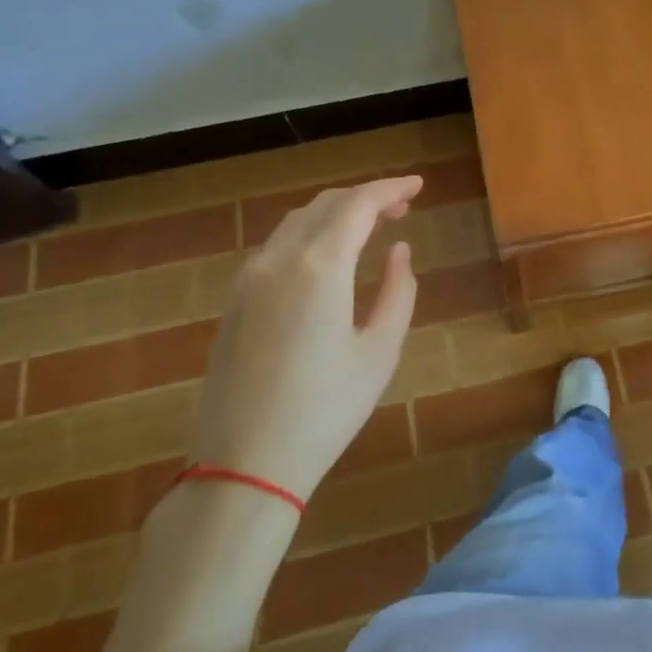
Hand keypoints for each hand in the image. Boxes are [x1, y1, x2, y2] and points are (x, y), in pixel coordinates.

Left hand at [187, 177, 421, 499]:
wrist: (243, 465)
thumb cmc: (325, 410)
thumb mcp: (380, 352)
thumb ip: (398, 291)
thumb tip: (399, 251)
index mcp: (319, 267)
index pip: (358, 204)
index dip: (390, 188)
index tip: (418, 186)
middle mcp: (279, 259)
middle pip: (325, 205)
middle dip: (365, 198)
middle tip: (400, 208)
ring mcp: (248, 279)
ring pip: (297, 222)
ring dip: (335, 214)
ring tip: (369, 227)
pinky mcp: (234, 301)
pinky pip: (276, 246)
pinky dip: (309, 234)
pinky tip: (327, 257)